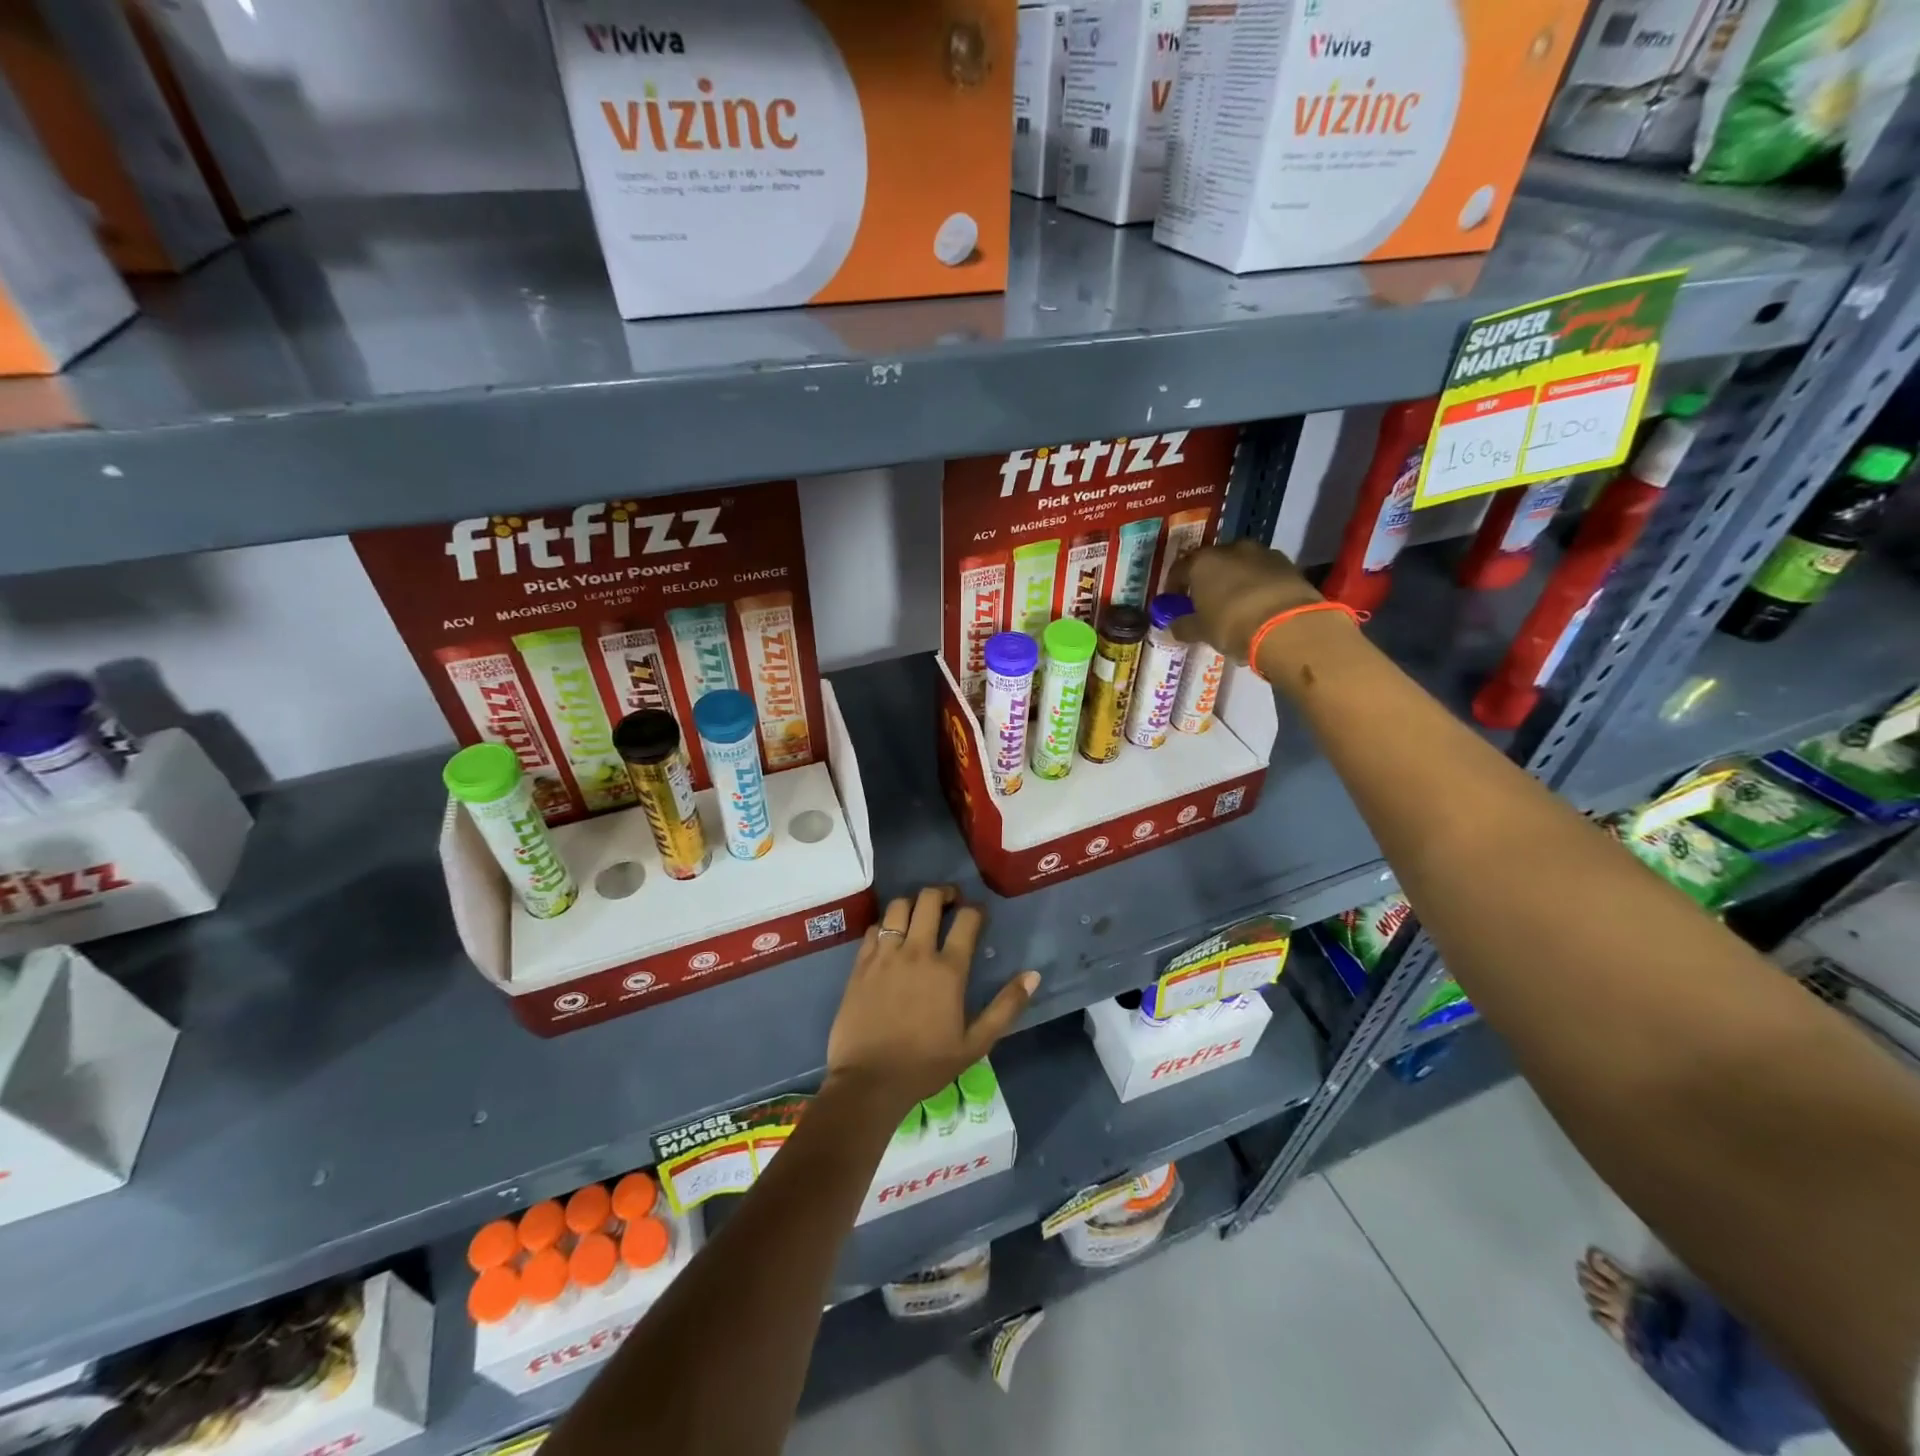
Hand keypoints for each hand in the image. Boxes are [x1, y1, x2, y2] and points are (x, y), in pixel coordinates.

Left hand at [825, 886, 1038, 1117]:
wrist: (869, 1082)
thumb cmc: (926, 1065)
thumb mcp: (976, 1044)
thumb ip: (1006, 1007)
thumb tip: (1032, 975)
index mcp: (948, 970)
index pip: (966, 919)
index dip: (976, 909)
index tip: (979, 913)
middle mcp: (916, 952)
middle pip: (929, 899)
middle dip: (944, 893)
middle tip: (950, 901)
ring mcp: (885, 955)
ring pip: (898, 906)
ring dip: (913, 903)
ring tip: (920, 913)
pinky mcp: (860, 964)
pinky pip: (874, 928)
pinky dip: (886, 924)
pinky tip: (891, 936)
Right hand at [1169, 540, 1320, 661]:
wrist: (1288, 626)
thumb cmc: (1232, 625)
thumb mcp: (1201, 632)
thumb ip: (1184, 626)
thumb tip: (1174, 627)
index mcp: (1202, 562)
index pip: (1179, 569)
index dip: (1174, 587)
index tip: (1174, 602)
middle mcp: (1230, 549)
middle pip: (1212, 562)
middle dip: (1206, 580)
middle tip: (1205, 602)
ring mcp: (1262, 553)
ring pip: (1240, 565)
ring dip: (1234, 580)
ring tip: (1235, 604)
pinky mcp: (1288, 564)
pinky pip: (1263, 573)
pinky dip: (1257, 584)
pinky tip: (1258, 604)